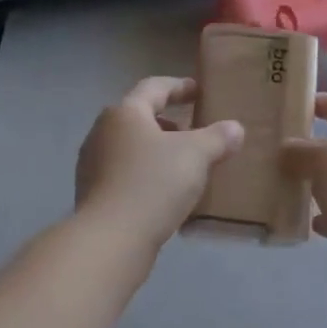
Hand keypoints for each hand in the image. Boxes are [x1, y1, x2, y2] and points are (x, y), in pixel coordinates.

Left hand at [75, 77, 243, 253]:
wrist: (110, 240)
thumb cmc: (153, 184)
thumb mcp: (196, 155)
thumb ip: (217, 138)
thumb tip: (235, 128)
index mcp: (125, 112)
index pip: (154, 87)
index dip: (179, 87)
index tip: (199, 92)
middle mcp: (103, 131)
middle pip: (140, 117)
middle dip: (169, 122)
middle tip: (194, 130)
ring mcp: (92, 163)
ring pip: (131, 147)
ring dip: (157, 150)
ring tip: (183, 164)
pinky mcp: (92, 193)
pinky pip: (124, 173)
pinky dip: (145, 174)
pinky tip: (165, 192)